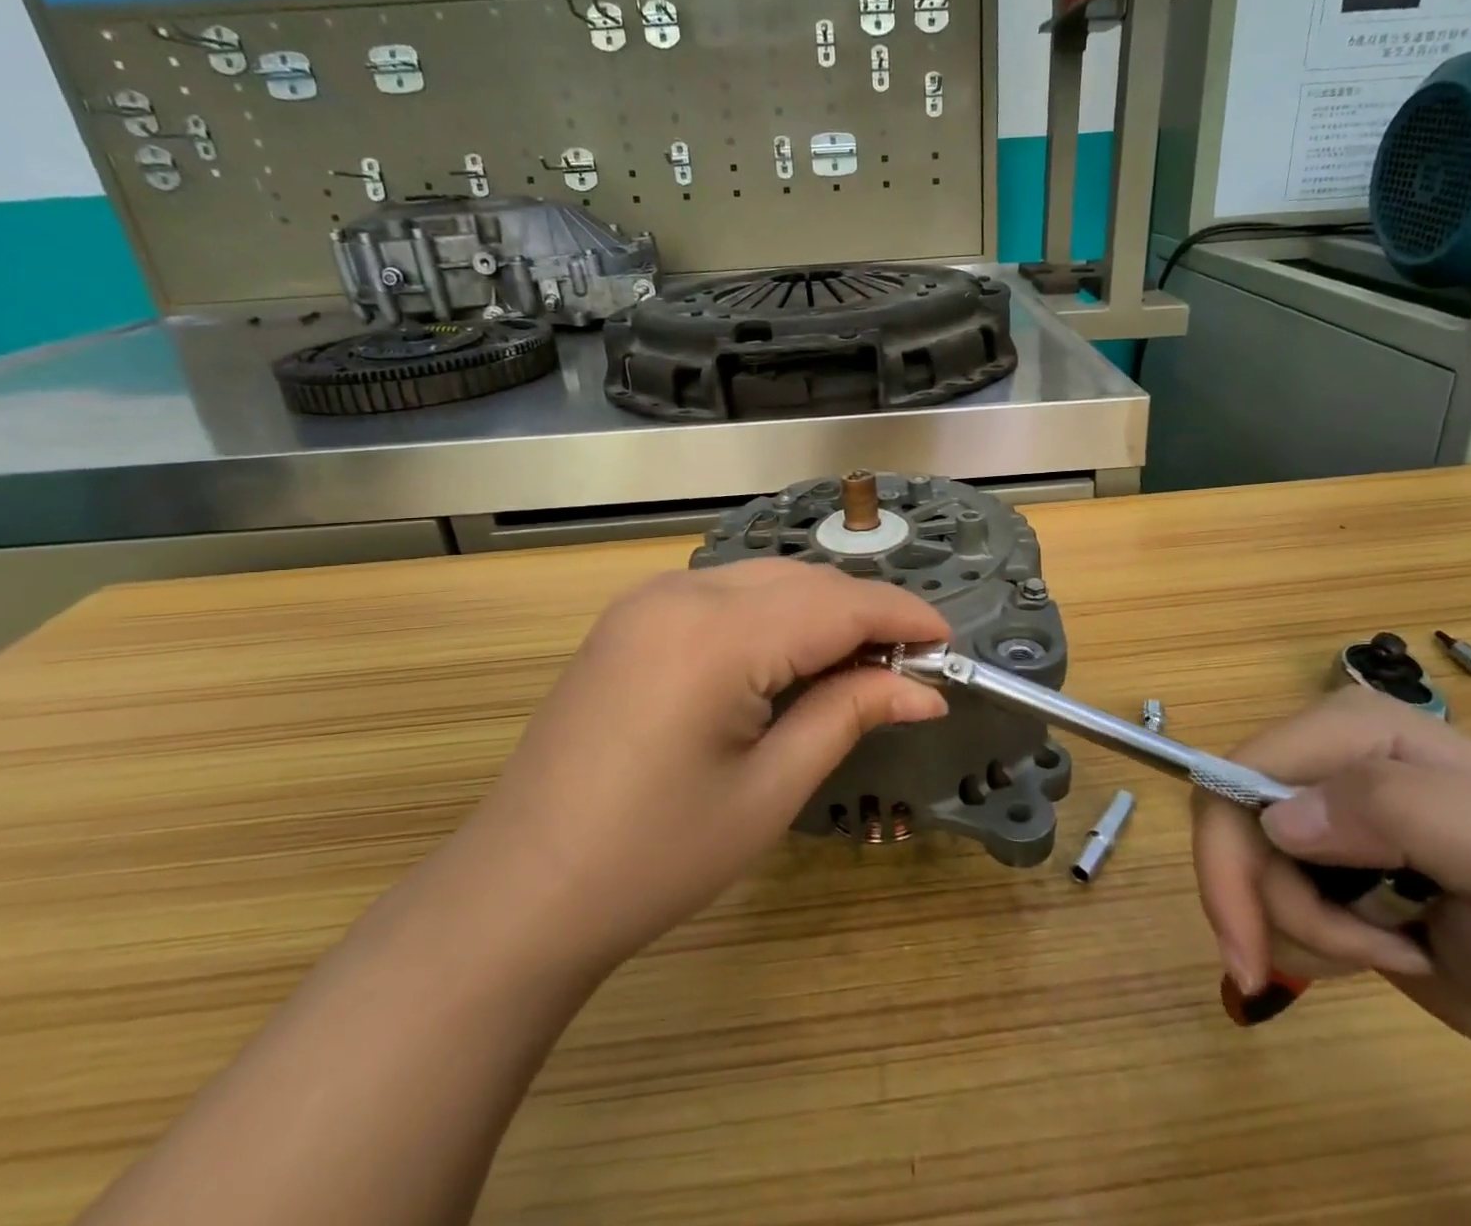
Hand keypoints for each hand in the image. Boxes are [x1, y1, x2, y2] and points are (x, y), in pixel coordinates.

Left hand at [476, 559, 949, 971]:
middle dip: (865, 612)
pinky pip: (725, 593)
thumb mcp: (770, 790)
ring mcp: (648, 600)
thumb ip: (847, 714)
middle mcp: (681, 594)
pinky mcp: (631, 618)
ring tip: (861, 661)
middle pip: (803, 581)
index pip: (836, 604)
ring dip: (821, 609)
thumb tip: (923, 688)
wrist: (521, 891)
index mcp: (716, 636)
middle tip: (910, 663)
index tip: (949, 642)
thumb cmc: (655, 857)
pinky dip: (774, 613)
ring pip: (765, 579)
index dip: (902, 617)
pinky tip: (792, 655)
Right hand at [1193, 687, 1470, 1085]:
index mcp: (1362, 728)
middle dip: (1262, 897)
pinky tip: (1374, 950)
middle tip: (1276, 969)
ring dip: (1298, 925)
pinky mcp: (1324, 864)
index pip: (1250, 765)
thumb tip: (1277, 820)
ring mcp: (1325, 812)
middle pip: (1233, 814)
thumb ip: (1400, 810)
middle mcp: (1329, 758)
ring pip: (1245, 859)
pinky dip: (1306, 936)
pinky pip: (1265, 890)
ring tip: (1384, 952)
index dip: (1230, 845)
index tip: (1247, 936)